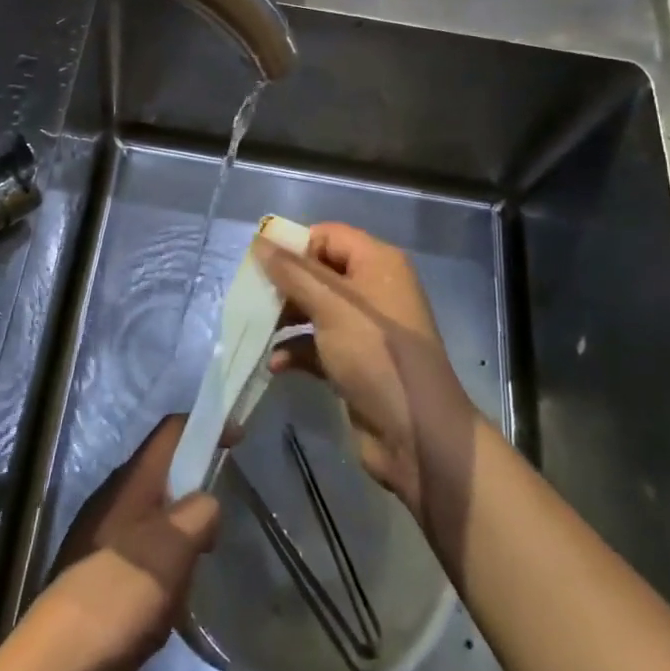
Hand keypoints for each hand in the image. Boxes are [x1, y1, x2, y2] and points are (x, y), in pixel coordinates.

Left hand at [36, 415, 220, 670]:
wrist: (54, 663)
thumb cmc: (119, 594)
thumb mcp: (174, 549)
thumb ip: (199, 513)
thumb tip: (205, 502)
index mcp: (132, 480)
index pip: (171, 431)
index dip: (205, 426)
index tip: (236, 438)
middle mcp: (113, 495)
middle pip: (163, 471)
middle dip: (195, 489)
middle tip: (216, 529)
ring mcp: (99, 531)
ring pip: (152, 512)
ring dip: (179, 532)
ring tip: (192, 573)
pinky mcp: (92, 566)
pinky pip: (138, 546)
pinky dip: (161, 560)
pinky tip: (164, 600)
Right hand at [256, 223, 476, 519]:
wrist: (418, 435)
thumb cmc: (375, 355)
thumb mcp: (330, 305)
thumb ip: (291, 272)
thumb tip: (259, 241)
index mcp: (377, 262)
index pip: (327, 235)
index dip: (294, 246)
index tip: (260, 265)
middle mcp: (373, 289)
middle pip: (318, 272)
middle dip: (284, 285)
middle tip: (252, 298)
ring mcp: (364, 328)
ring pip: (314, 309)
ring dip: (284, 319)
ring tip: (257, 330)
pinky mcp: (355, 362)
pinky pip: (317, 344)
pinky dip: (296, 350)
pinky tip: (275, 364)